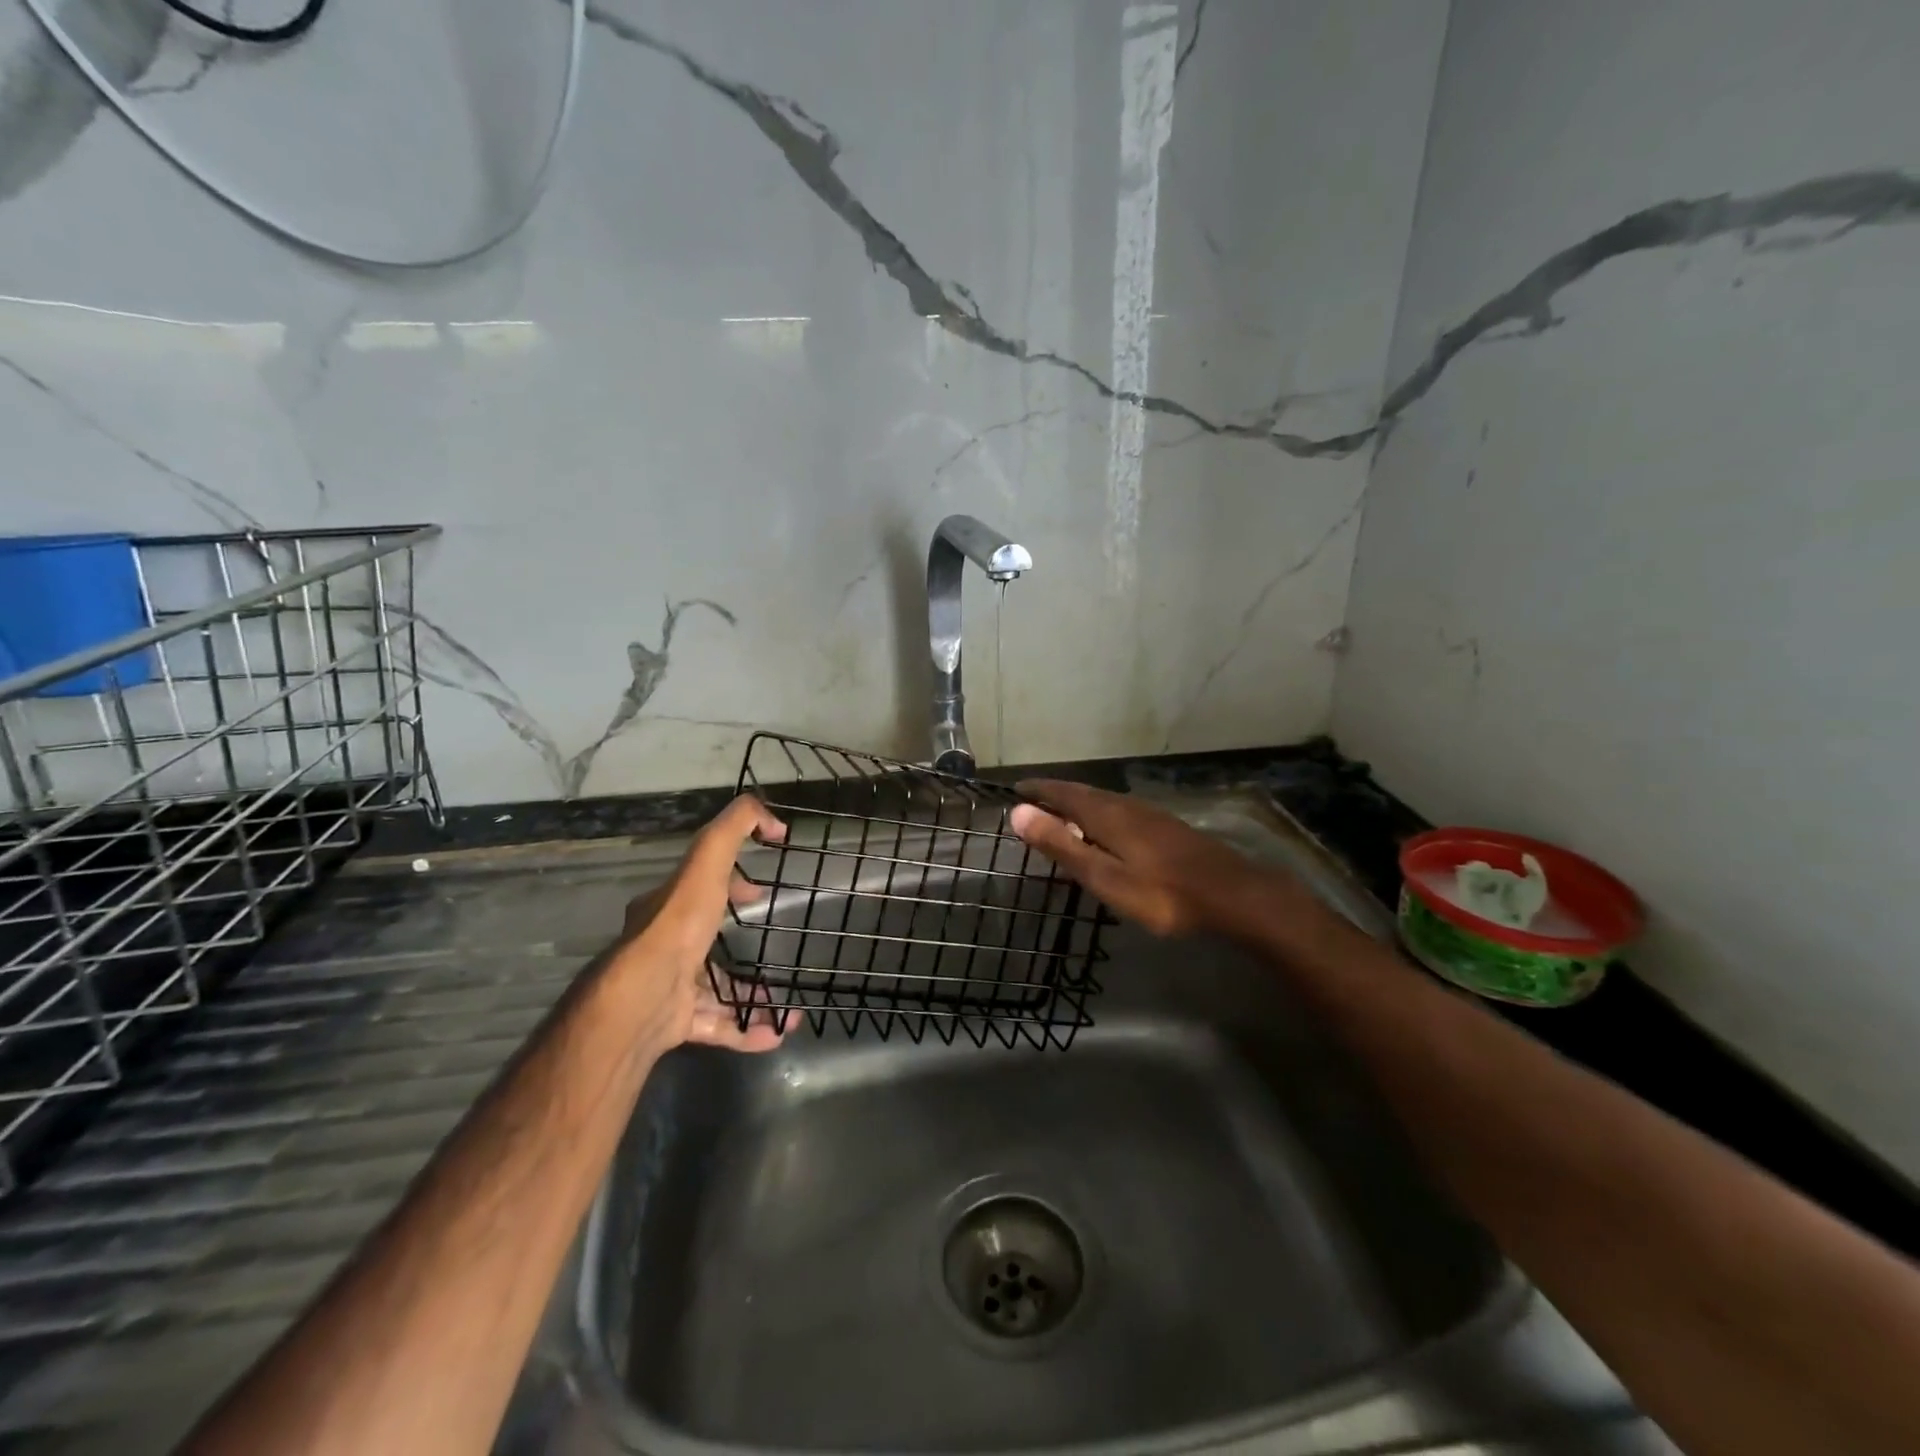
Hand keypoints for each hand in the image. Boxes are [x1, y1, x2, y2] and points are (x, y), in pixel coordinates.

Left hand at [611, 794, 790, 1052]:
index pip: (699, 886)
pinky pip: (718, 1025)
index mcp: (668, 908)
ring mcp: (670, 987)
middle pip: (706, 937)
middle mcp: (666, 946)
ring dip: (751, 995)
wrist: (644, 996)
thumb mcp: (708, 860)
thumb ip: (736, 827)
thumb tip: (773, 818)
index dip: (731, 882)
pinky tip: (777, 1033)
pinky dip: (747, 1030)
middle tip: (771, 939)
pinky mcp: (678, 1023)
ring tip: (786, 1004)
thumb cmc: (679, 923)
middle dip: (739, 939)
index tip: (760, 888)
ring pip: (716, 987)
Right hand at [1008, 779, 1311, 939]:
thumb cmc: (1161, 893)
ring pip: (1103, 800)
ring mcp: (1148, 814)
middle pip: (1082, 792)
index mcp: (1105, 814)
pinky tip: (1106, 829)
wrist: (1231, 894)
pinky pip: (1119, 810)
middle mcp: (1125, 805)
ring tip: (1061, 813)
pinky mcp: (1165, 827)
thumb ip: (1062, 845)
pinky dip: (1099, 812)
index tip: (1014, 790)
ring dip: (1077, 802)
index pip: (1061, 792)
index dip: (1037, 790)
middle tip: (1032, 800)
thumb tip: (1018, 812)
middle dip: (1055, 794)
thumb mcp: (1104, 876)